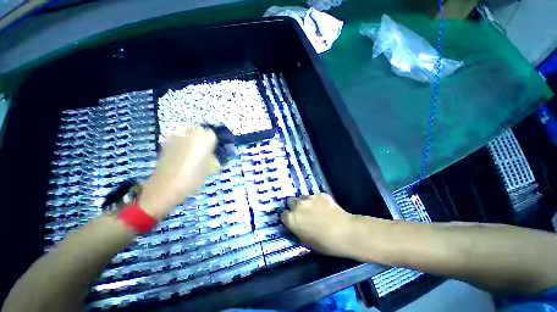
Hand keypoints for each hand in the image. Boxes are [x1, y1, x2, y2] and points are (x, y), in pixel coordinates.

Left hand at [140, 127, 220, 218]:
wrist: (165, 187)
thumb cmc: (193, 177)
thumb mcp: (210, 169)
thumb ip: (213, 159)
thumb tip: (212, 157)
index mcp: (203, 138)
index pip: (212, 134)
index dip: (213, 143)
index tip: (212, 152)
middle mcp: (189, 133)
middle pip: (199, 131)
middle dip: (202, 139)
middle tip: (203, 153)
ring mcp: (175, 137)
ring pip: (188, 134)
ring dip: (191, 141)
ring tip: (191, 155)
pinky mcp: (165, 143)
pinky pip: (178, 140)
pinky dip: (182, 145)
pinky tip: (181, 158)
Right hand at [281, 194, 357, 257]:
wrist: (344, 232)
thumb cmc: (324, 243)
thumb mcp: (306, 242)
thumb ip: (297, 230)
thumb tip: (297, 226)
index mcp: (291, 219)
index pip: (283, 215)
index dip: (288, 218)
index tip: (293, 221)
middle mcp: (298, 205)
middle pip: (290, 202)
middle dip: (294, 206)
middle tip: (303, 213)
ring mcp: (309, 198)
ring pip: (303, 197)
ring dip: (305, 203)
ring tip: (315, 209)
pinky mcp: (320, 194)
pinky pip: (315, 197)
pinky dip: (318, 201)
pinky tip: (326, 207)